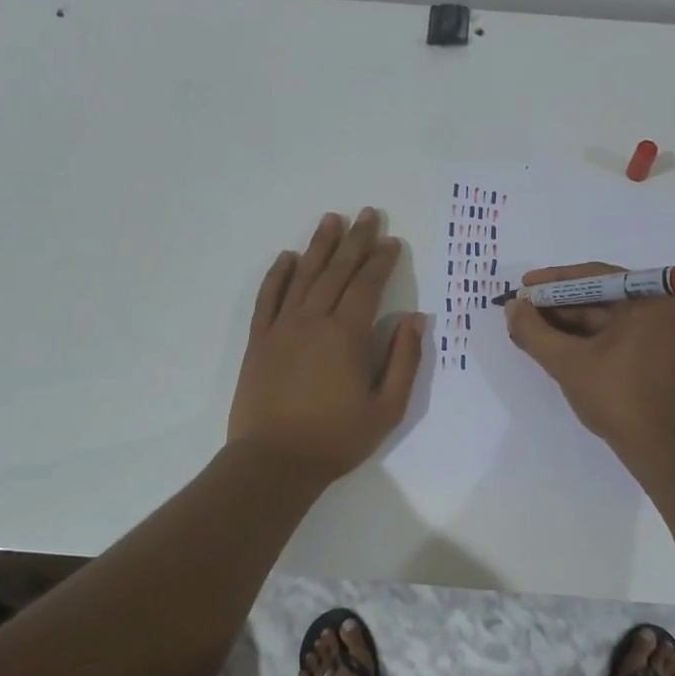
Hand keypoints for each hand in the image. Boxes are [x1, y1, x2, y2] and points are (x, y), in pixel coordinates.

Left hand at [227, 208, 423, 481]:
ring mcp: (281, 328)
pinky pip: (268, 297)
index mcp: (346, 335)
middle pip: (336, 271)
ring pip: (303, 276)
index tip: (392, 241)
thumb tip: (415, 319)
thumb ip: (404, 360)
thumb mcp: (387, 407)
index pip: (367, 286)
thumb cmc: (336, 438)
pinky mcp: (259, 340)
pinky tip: (287, 257)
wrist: (274, 461)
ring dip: (319, 246)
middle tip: (367, 214)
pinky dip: (278, 274)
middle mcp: (313, 321)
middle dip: (355, 241)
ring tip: (332, 220)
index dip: (381, 261)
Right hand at [504, 261, 674, 454]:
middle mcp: (660, 308)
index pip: (593, 276)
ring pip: (602, 318)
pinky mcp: (653, 354)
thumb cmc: (618, 398)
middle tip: (520, 311)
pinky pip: (612, 335)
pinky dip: (583, 339)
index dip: (553, 281)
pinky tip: (552, 345)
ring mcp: (658, 332)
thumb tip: (512, 307)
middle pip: (598, 296)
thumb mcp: (568, 362)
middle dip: (556, 305)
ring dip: (565, 324)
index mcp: (650, 299)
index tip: (522, 286)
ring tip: (528, 329)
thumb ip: (534, 331)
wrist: (661, 448)